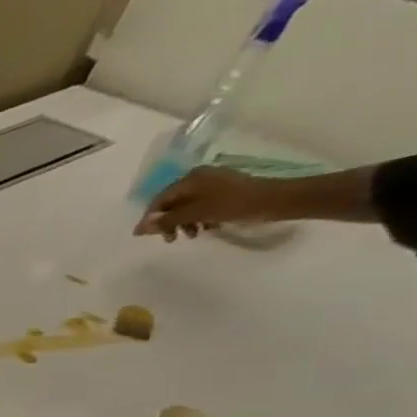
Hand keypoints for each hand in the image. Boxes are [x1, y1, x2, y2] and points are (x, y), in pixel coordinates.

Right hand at [135, 166, 272, 238]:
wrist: (277, 200)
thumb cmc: (233, 205)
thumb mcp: (196, 213)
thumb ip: (166, 220)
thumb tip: (139, 229)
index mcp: (190, 179)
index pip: (160, 200)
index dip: (151, 219)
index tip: (147, 237)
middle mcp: (199, 177)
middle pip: (173, 203)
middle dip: (170, 222)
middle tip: (172, 239)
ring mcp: (214, 183)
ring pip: (188, 206)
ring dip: (185, 222)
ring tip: (192, 235)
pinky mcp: (226, 191)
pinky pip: (203, 205)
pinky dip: (200, 218)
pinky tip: (207, 228)